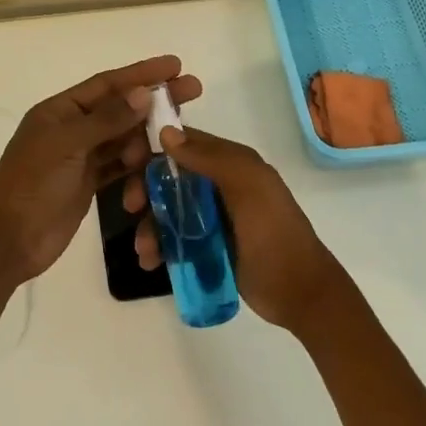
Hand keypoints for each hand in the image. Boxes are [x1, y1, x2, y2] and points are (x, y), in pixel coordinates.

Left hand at [0, 56, 202, 286]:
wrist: (9, 240)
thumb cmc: (32, 184)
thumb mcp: (67, 146)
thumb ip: (107, 120)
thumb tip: (143, 93)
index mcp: (60, 111)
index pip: (107, 84)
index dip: (141, 73)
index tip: (175, 65)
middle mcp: (72, 129)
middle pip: (121, 109)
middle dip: (154, 102)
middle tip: (193, 91)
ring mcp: (81, 157)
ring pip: (124, 139)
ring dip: (147, 140)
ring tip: (174, 143)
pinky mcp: (89, 184)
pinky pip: (120, 168)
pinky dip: (137, 169)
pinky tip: (159, 168)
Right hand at [122, 126, 345, 331]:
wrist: (299, 293)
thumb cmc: (274, 233)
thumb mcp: (248, 188)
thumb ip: (209, 158)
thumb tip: (166, 132)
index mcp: (231, 163)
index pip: (184, 143)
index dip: (153, 147)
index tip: (126, 161)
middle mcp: (219, 184)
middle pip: (169, 177)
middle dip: (145, 190)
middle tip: (131, 208)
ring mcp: (212, 217)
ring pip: (167, 210)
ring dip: (149, 225)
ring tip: (145, 250)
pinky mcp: (208, 246)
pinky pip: (174, 238)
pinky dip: (159, 245)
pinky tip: (151, 261)